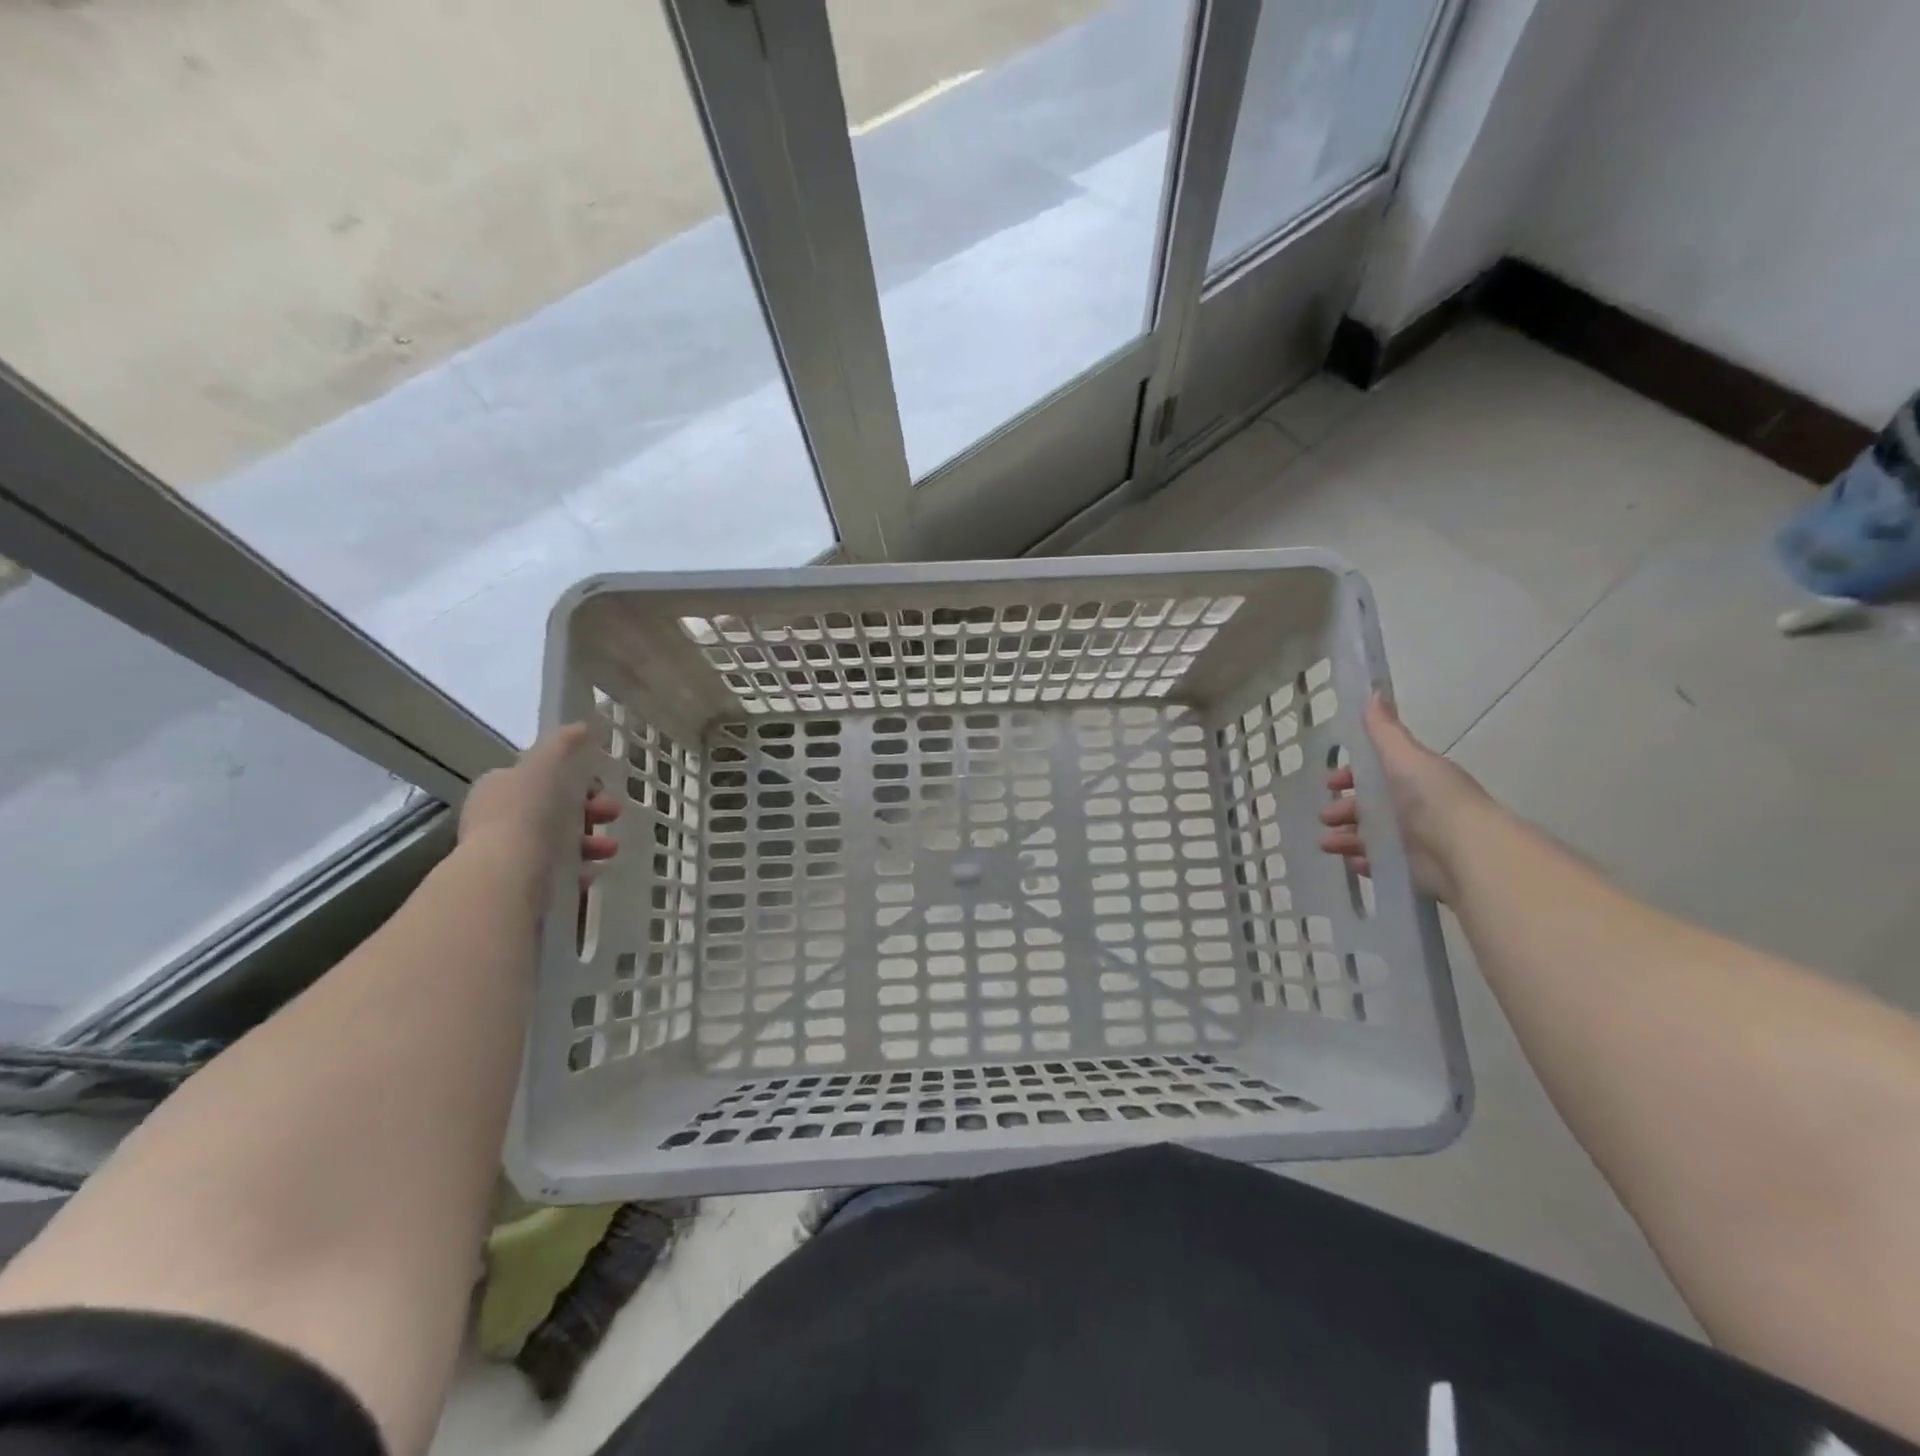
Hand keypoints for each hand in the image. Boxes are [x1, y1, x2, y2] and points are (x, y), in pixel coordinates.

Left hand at [459, 725, 619, 890]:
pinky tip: (594, 872)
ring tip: (611, 849)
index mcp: (499, 788)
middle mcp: (498, 820)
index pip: (538, 779)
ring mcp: (507, 855)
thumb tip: (581, 727)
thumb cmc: (526, 812)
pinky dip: (578, 871)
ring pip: (559, 844)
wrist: (507, 875)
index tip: (599, 786)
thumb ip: (563, 744)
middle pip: (554, 811)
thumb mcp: (545, 764)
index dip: (572, 781)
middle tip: (614, 814)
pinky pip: (557, 875)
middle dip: (590, 812)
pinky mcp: (519, 886)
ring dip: (591, 843)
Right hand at [1317, 693, 1492, 901]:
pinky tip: (1351, 862)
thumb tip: (1373, 690)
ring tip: (1328, 845)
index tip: (1331, 782)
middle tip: (1326, 817)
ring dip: (1347, 837)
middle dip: (1345, 809)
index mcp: (1415, 779)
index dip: (1352, 775)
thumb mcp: (1404, 757)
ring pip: (1371, 835)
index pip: (1377, 773)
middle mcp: (1416, 808)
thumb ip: (1384, 730)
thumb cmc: (1431, 799)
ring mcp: (1415, 840)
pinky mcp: (1414, 869)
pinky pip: (1382, 863)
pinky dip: (1364, 861)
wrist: (1464, 851)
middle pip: (1371, 806)